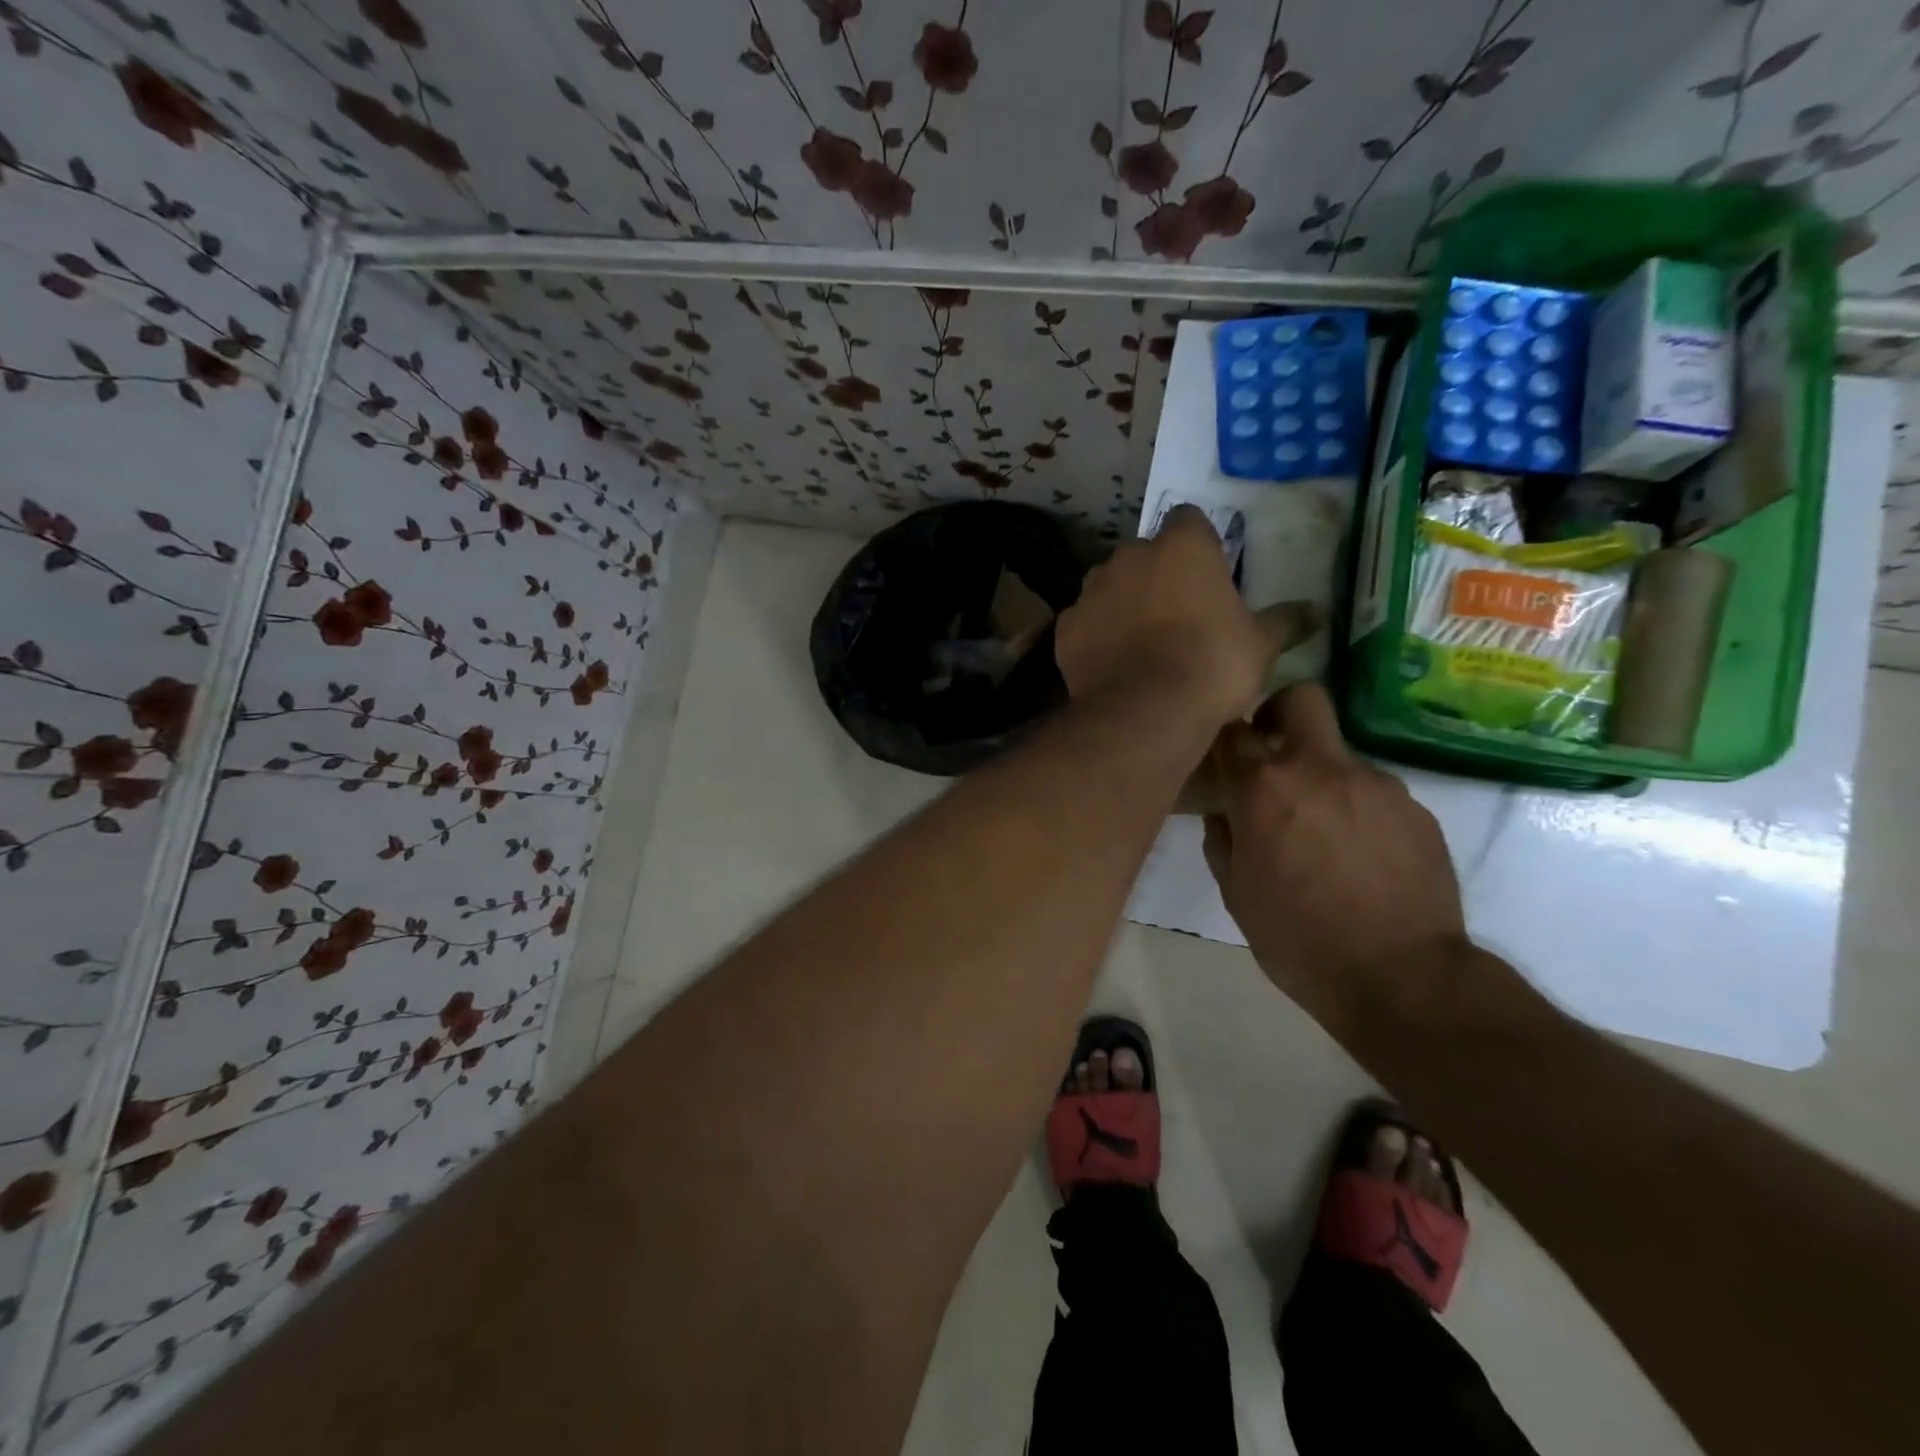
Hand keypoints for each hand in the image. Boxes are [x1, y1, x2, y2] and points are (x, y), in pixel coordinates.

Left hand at [1055, 507, 1298, 726]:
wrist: (1146, 710)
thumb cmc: (1212, 665)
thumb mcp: (1259, 644)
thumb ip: (1284, 621)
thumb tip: (1317, 611)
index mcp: (1181, 545)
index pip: (1188, 520)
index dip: (1197, 543)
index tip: (1206, 572)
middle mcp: (1129, 556)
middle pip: (1144, 554)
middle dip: (1156, 575)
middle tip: (1176, 614)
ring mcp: (1091, 590)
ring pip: (1108, 586)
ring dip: (1122, 602)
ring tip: (1139, 642)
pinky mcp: (1066, 627)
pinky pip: (1084, 622)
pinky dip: (1095, 635)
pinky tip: (1111, 662)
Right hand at [1201, 683, 1468, 1023]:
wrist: (1402, 979)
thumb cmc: (1298, 939)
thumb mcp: (1236, 893)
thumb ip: (1223, 838)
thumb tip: (1225, 810)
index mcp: (1266, 787)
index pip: (1232, 729)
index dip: (1222, 738)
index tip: (1220, 758)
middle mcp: (1322, 769)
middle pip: (1301, 699)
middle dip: (1279, 713)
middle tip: (1271, 754)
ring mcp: (1377, 785)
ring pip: (1339, 756)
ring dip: (1322, 779)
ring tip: (1322, 835)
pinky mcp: (1416, 809)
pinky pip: (1374, 793)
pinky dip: (1358, 811)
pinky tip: (1359, 856)